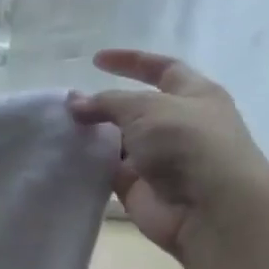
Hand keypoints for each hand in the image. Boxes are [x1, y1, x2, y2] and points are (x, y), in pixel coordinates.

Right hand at [68, 50, 268, 261]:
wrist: (209, 208)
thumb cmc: (187, 143)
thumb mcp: (146, 108)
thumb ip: (107, 102)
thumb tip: (75, 102)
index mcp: (194, 96)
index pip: (162, 69)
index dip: (131, 62)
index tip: (96, 60)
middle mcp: (178, 125)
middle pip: (136, 108)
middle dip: (105, 105)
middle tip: (70, 104)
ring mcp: (159, 159)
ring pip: (119, 141)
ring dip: (94, 136)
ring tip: (59, 129)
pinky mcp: (140, 187)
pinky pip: (109, 171)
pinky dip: (90, 165)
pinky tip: (65, 157)